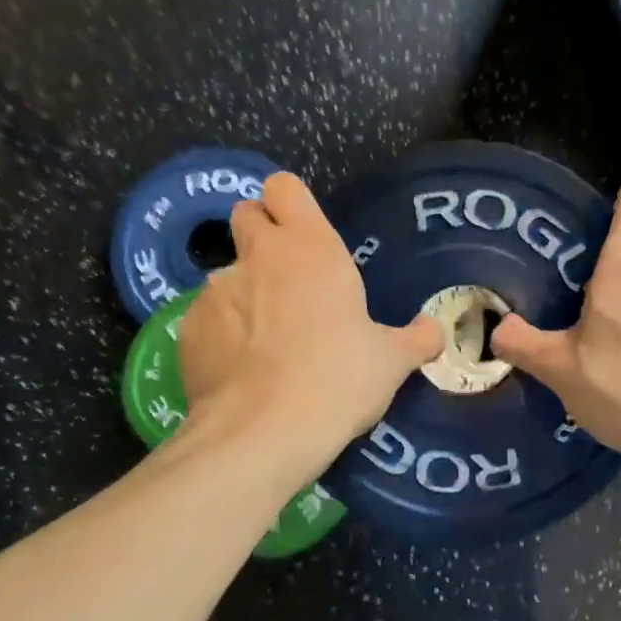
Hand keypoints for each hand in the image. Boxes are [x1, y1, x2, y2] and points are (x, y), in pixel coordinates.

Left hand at [178, 172, 441, 454]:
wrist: (263, 433)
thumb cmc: (338, 380)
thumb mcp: (391, 361)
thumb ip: (416, 338)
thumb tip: (433, 330)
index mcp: (309, 248)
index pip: (283, 187)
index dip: (290, 204)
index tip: (303, 234)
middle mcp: (258, 255)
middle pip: (246, 215)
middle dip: (261, 236)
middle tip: (286, 279)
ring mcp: (215, 290)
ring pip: (226, 273)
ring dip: (244, 293)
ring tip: (265, 343)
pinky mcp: (187, 327)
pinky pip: (206, 317)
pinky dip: (221, 333)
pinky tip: (240, 370)